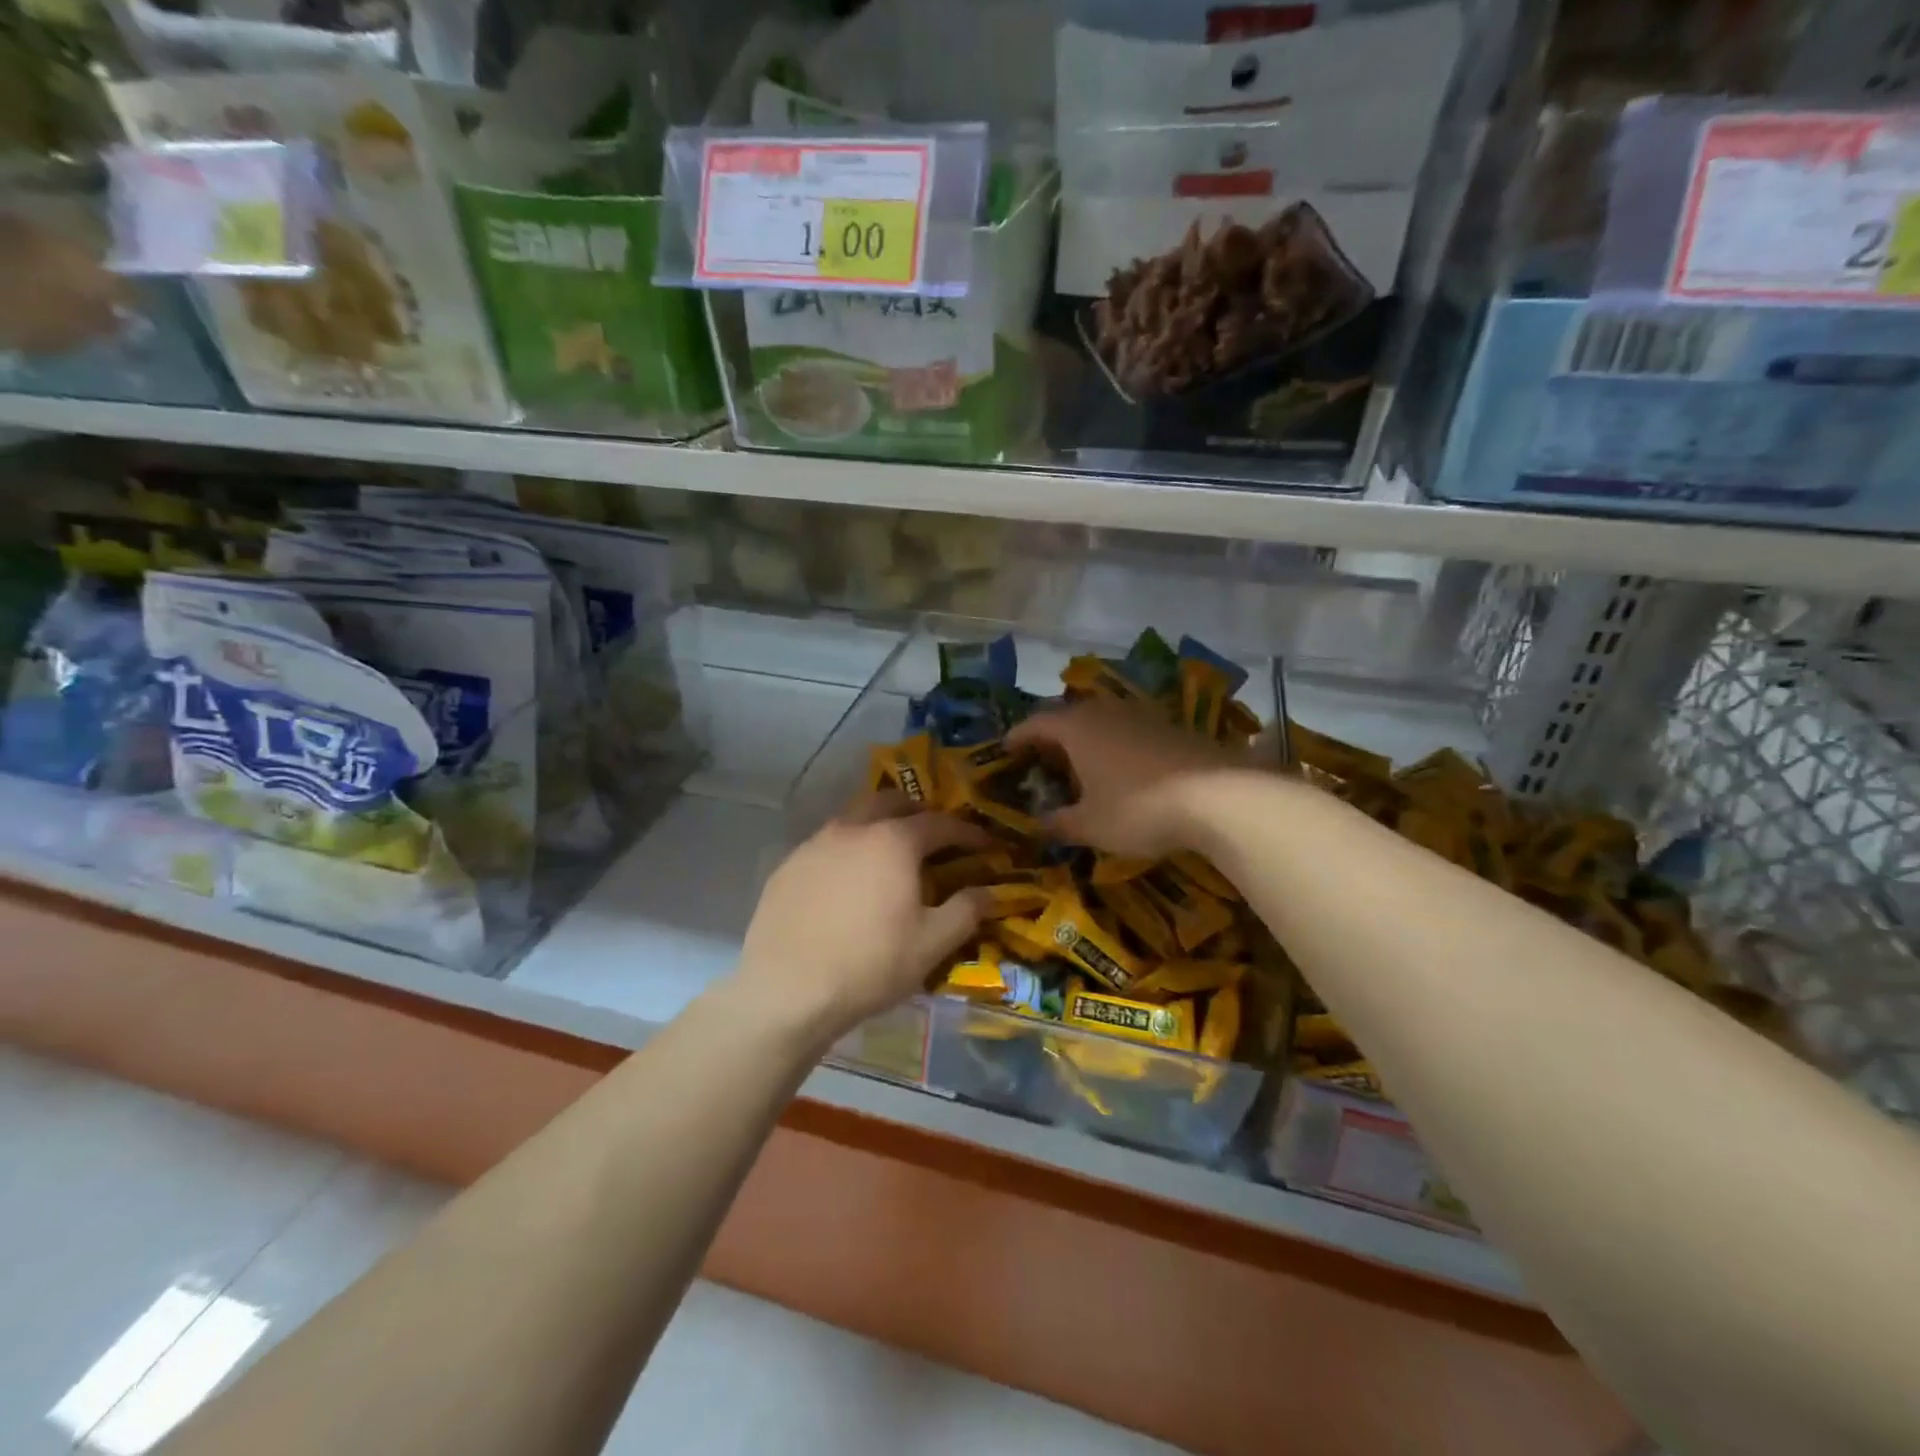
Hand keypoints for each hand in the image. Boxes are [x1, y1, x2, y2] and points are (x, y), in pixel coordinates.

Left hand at [734, 792, 990, 1044]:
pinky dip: (847, 850)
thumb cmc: (870, 964)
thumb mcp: (932, 944)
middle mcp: (853, 829)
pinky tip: (847, 882)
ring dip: (878, 825)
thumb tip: (990, 892)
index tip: (986, 844)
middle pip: (891, 802)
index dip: (968, 832)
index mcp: (893, 841)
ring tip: (890, 854)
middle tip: (934, 837)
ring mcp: (814, 844)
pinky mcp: (787, 866)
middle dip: (918, 812)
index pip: (940, 823)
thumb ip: (966, 911)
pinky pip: (826, 844)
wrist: (786, 990)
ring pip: (854, 818)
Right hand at [1008, 699, 1241, 857]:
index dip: (1017, 737)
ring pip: (1102, 723)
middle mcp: (1106, 712)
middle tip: (1042, 762)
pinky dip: (1116, 747)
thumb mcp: (1090, 825)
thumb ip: (1058, 823)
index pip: (1035, 723)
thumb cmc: (1138, 808)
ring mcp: (1142, 716)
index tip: (1005, 750)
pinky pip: (1129, 732)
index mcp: (1076, 728)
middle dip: (1052, 738)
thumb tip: (1037, 825)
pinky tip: (1123, 771)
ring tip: (1081, 767)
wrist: (1219, 795)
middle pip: (1069, 718)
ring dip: (1087, 741)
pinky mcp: (1172, 727)